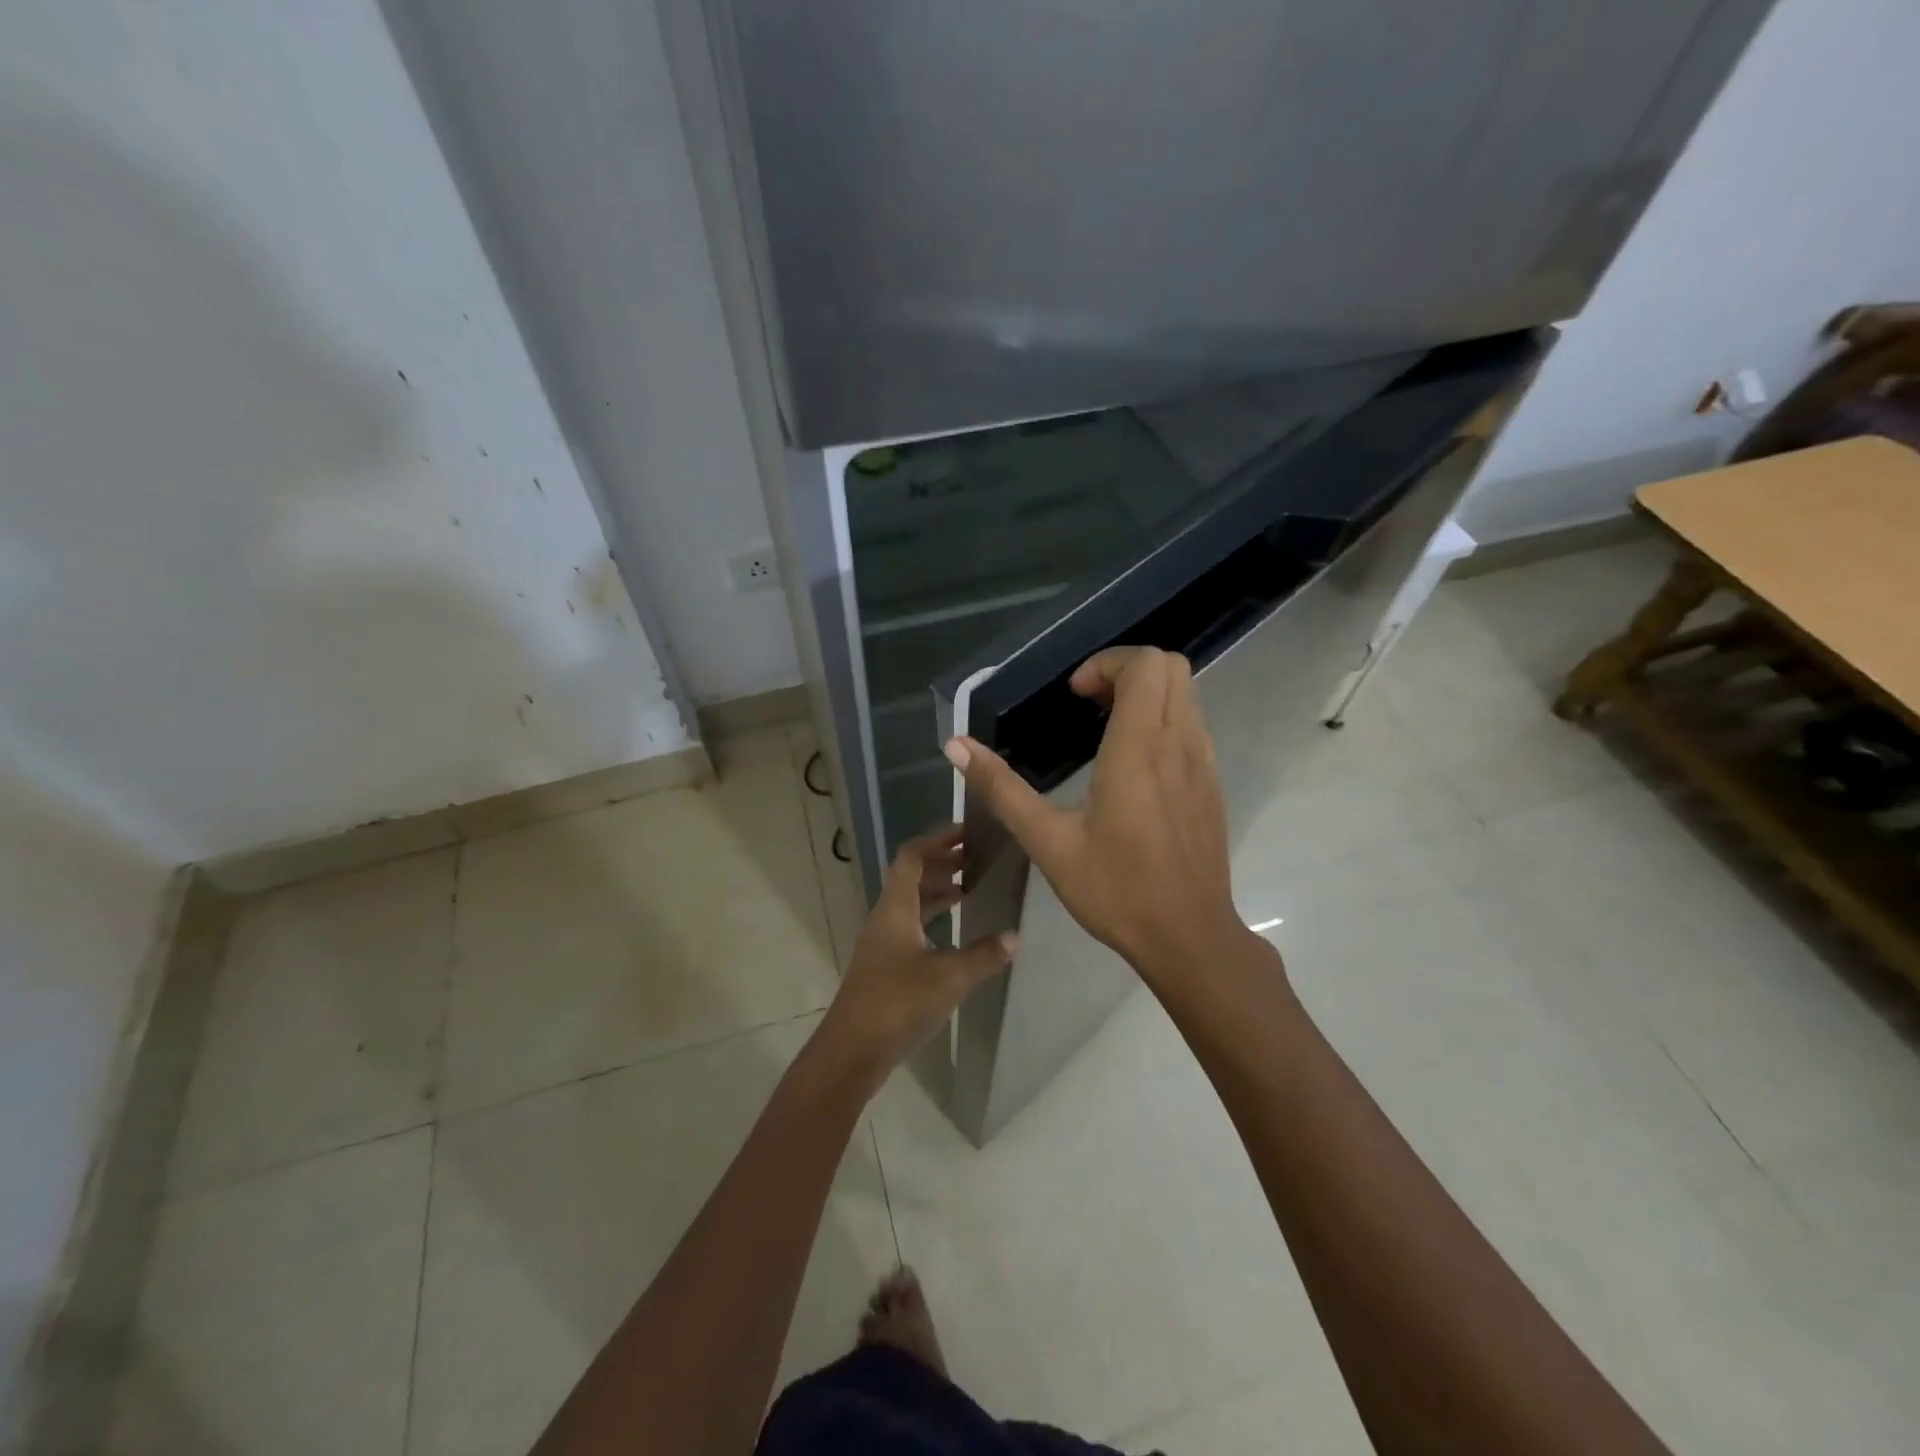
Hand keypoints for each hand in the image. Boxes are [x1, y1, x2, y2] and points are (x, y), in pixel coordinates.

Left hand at [815, 826, 1015, 1090]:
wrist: (851, 1052)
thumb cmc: (897, 1003)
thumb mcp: (949, 977)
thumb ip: (984, 955)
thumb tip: (1014, 936)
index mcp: (895, 907)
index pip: (912, 856)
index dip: (938, 840)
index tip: (968, 833)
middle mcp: (886, 918)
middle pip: (911, 877)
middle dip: (943, 864)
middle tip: (979, 859)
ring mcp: (883, 943)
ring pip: (912, 903)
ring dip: (939, 891)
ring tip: (973, 888)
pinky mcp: (885, 967)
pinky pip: (912, 927)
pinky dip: (934, 919)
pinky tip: (957, 933)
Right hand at [943, 647, 1250, 983]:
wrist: (1188, 937)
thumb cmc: (1115, 890)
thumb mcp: (1047, 841)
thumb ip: (1001, 788)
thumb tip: (955, 745)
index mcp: (1138, 749)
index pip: (1143, 664)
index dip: (1106, 664)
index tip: (1075, 697)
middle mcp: (1179, 743)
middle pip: (1170, 665)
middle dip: (1126, 670)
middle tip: (1089, 704)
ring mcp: (1203, 763)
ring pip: (1185, 694)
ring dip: (1146, 694)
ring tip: (1106, 730)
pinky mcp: (1212, 785)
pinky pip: (1193, 725)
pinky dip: (1163, 720)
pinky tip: (1133, 765)